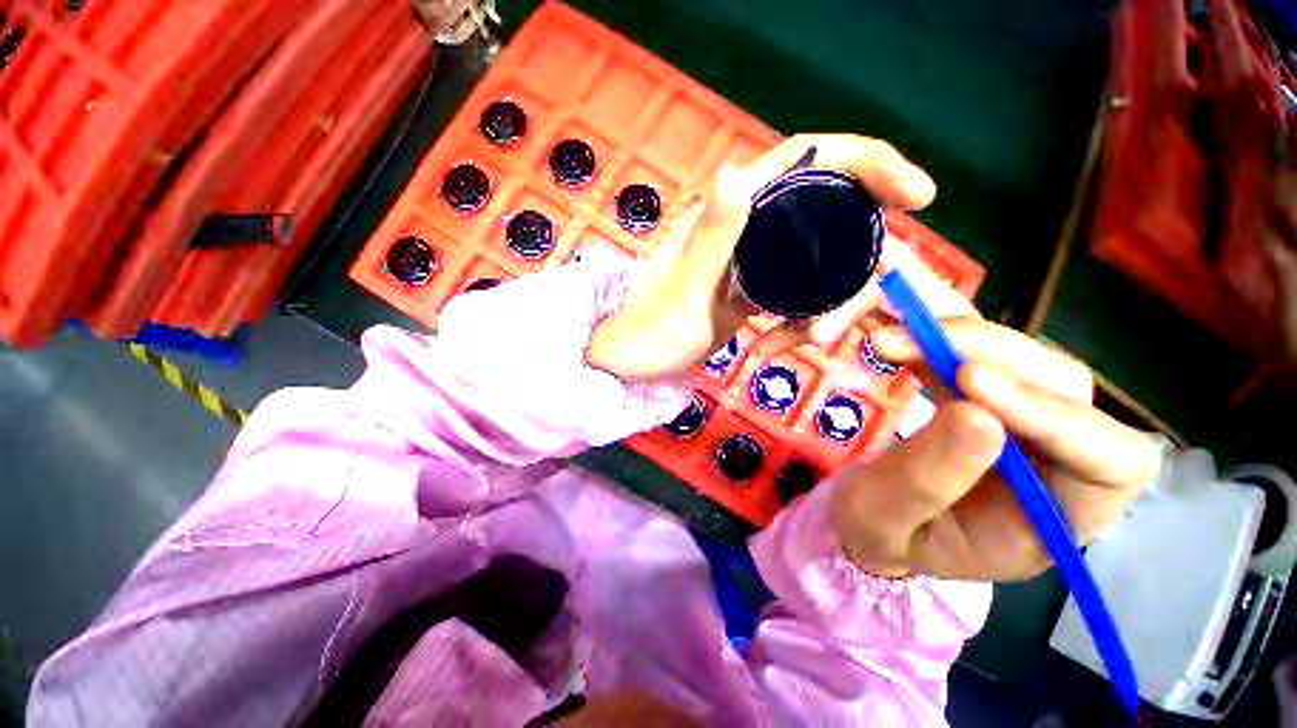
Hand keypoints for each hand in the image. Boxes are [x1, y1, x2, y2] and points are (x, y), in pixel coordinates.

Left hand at [587, 134, 936, 381]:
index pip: (810, 160)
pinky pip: (802, 297)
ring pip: (821, 266)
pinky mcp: (757, 293)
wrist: (632, 364)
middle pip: (831, 221)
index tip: (919, 196)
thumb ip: (711, 237)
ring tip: (800, 345)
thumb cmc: (649, 332)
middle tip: (827, 329)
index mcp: (732, 214)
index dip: (868, 162)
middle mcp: (750, 228)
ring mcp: (756, 262)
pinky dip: (801, 324)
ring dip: (826, 309)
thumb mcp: (683, 290)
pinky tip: (776, 348)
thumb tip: (740, 170)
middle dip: (851, 271)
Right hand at [829, 321, 1164, 580]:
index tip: (967, 382)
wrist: (866, 516)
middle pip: (1065, 389)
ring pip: (1026, 360)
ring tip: (889, 339)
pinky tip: (901, 336)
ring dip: (959, 337)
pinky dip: (942, 336)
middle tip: (906, 343)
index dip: (1055, 416)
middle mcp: (1055, 465)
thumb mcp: (884, 521)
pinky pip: (980, 353)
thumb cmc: (879, 534)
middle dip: (989, 355)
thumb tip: (977, 414)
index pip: (1110, 465)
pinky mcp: (985, 397)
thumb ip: (925, 482)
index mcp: (1050, 521)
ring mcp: (1021, 424)